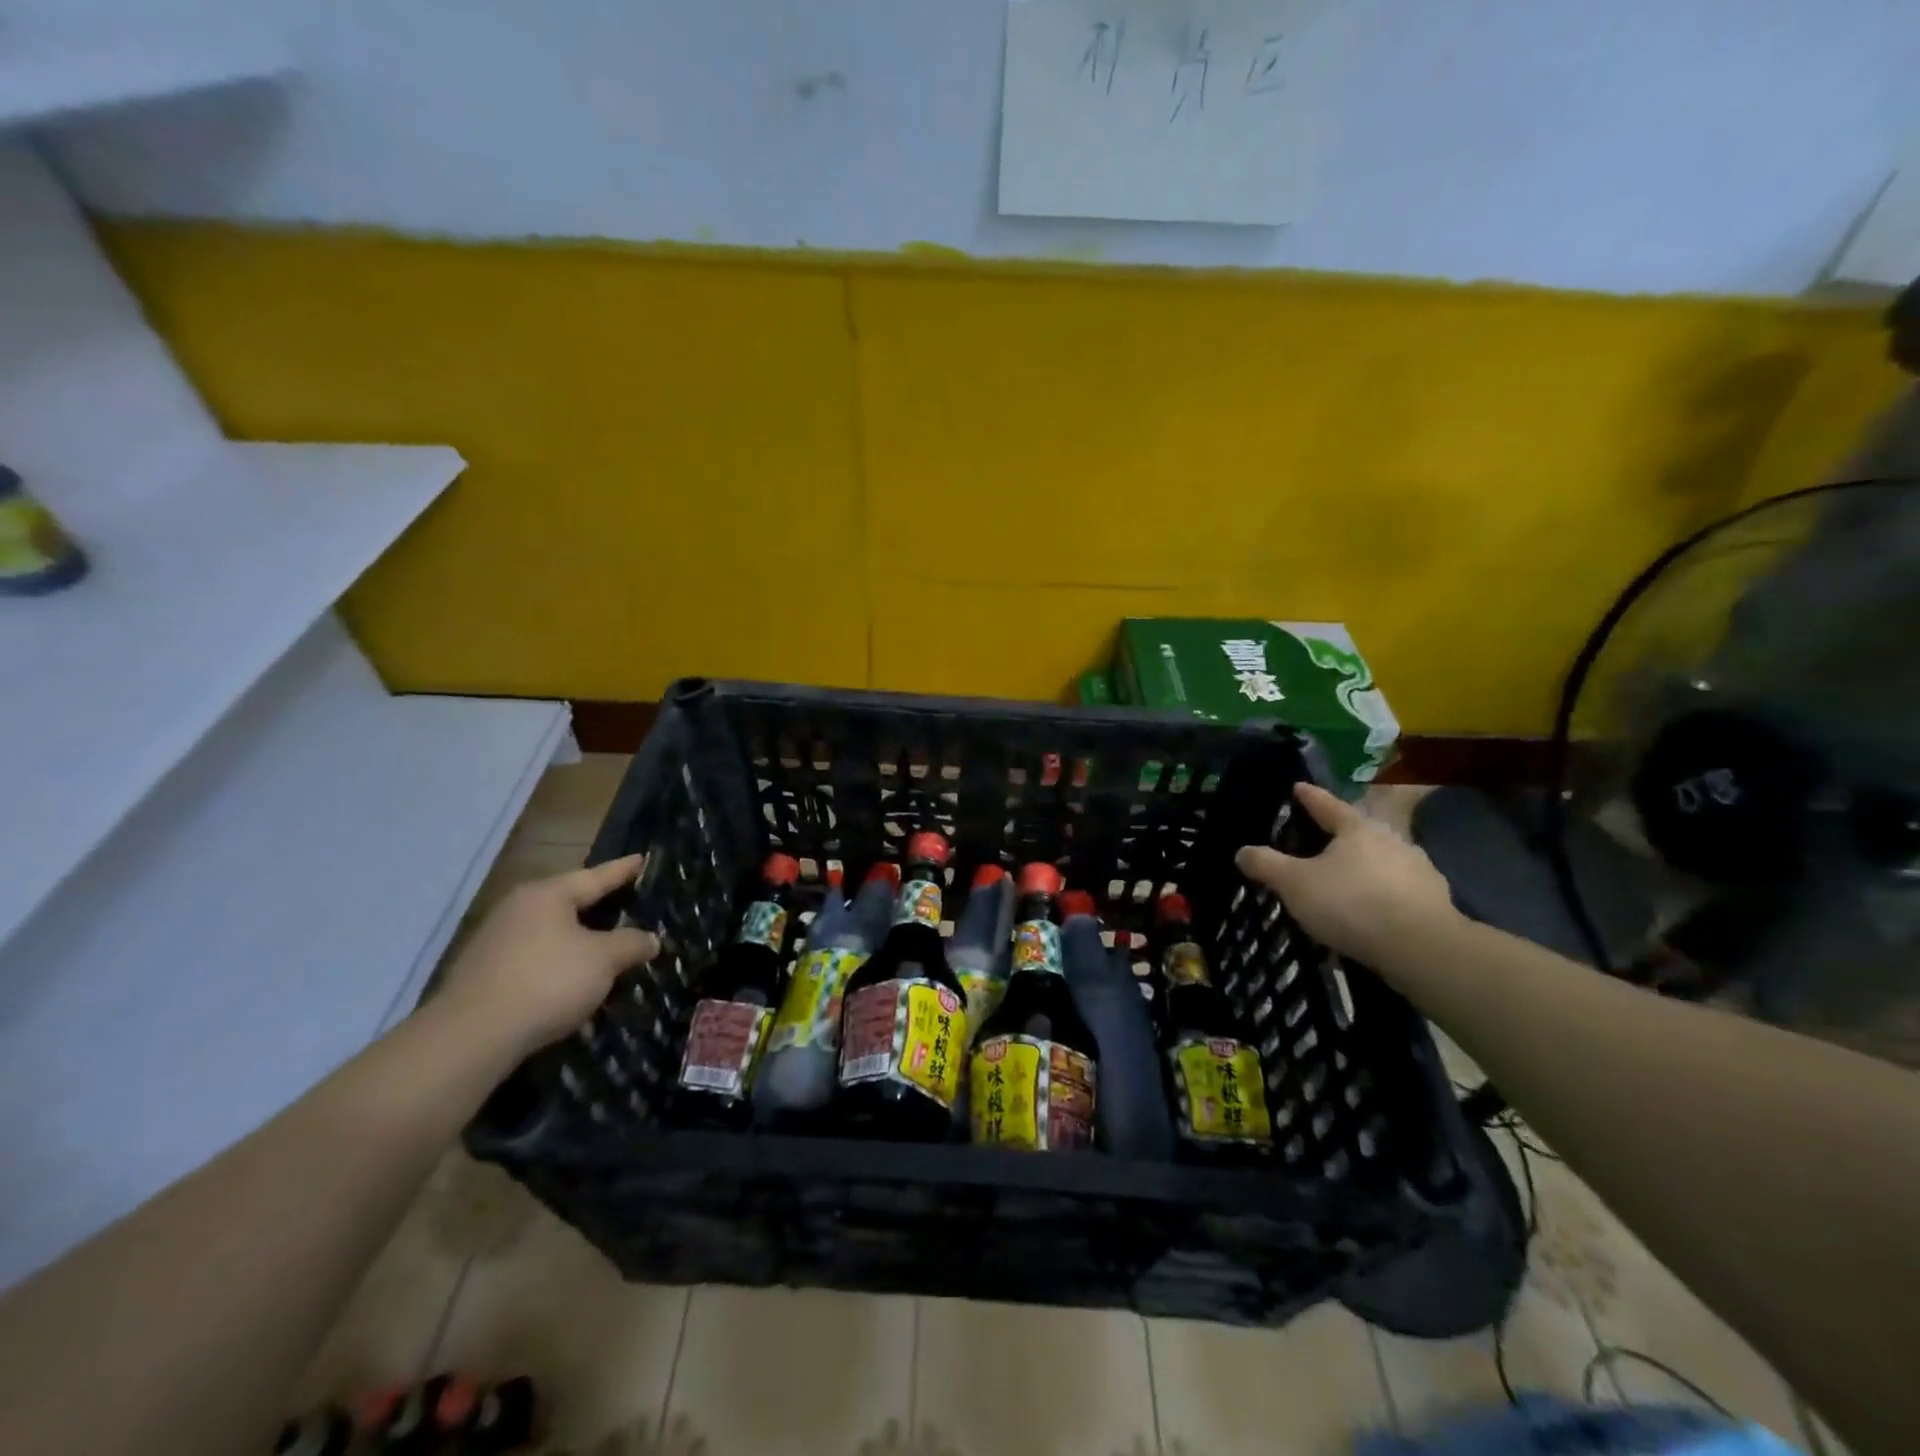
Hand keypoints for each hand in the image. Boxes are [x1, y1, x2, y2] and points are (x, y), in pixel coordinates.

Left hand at [437, 854, 658, 1057]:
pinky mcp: (484, 973)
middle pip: (568, 901)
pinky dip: (557, 961)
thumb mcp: (603, 961)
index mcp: (547, 895)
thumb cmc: (547, 982)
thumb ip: (630, 944)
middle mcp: (518, 909)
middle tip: (626, 900)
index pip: (595, 876)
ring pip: (550, 931)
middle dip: (597, 904)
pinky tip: (570, 977)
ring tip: (604, 942)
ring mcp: (495, 941)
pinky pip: (534, 957)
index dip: (622, 870)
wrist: (470, 1038)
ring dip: (577, 937)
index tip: (641, 858)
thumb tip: (650, 939)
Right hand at [1235, 784, 1457, 966]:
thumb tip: (1242, 851)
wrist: (1422, 948)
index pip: (1327, 805)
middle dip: (1339, 835)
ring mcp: (1419, 870)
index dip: (1309, 796)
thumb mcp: (1295, 884)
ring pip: (1382, 861)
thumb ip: (1267, 865)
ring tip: (1344, 881)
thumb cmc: (1351, 903)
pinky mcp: (1435, 902)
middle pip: (1359, 832)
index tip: (1298, 786)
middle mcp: (1392, 840)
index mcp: (1357, 828)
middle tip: (1318, 840)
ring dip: (1364, 867)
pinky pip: (1399, 891)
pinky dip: (1383, 895)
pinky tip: (1371, 911)